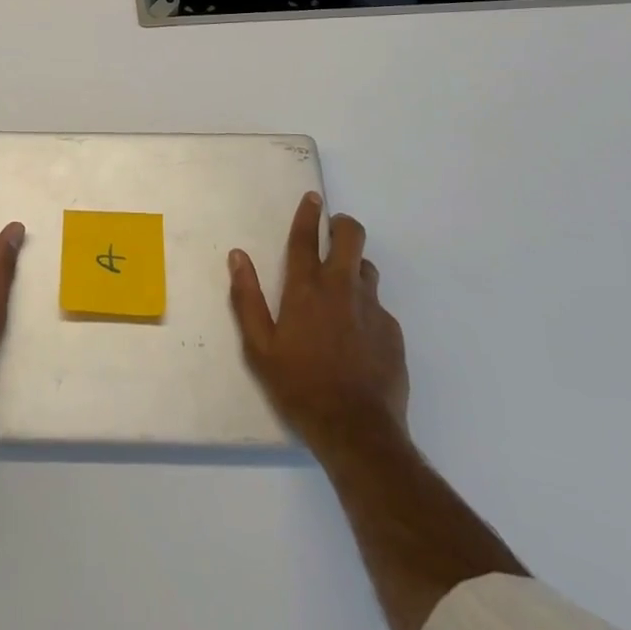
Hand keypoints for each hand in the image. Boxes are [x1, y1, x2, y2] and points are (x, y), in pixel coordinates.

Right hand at [229, 193, 408, 455]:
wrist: (357, 431)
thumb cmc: (299, 386)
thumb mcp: (259, 348)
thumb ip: (247, 298)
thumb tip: (238, 256)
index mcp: (306, 290)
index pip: (306, 239)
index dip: (308, 214)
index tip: (312, 198)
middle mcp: (342, 289)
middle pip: (351, 237)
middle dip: (342, 226)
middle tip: (333, 232)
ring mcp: (372, 309)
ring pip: (367, 268)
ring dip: (354, 266)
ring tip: (341, 288)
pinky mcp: (393, 332)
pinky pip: (378, 305)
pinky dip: (365, 307)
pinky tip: (356, 334)